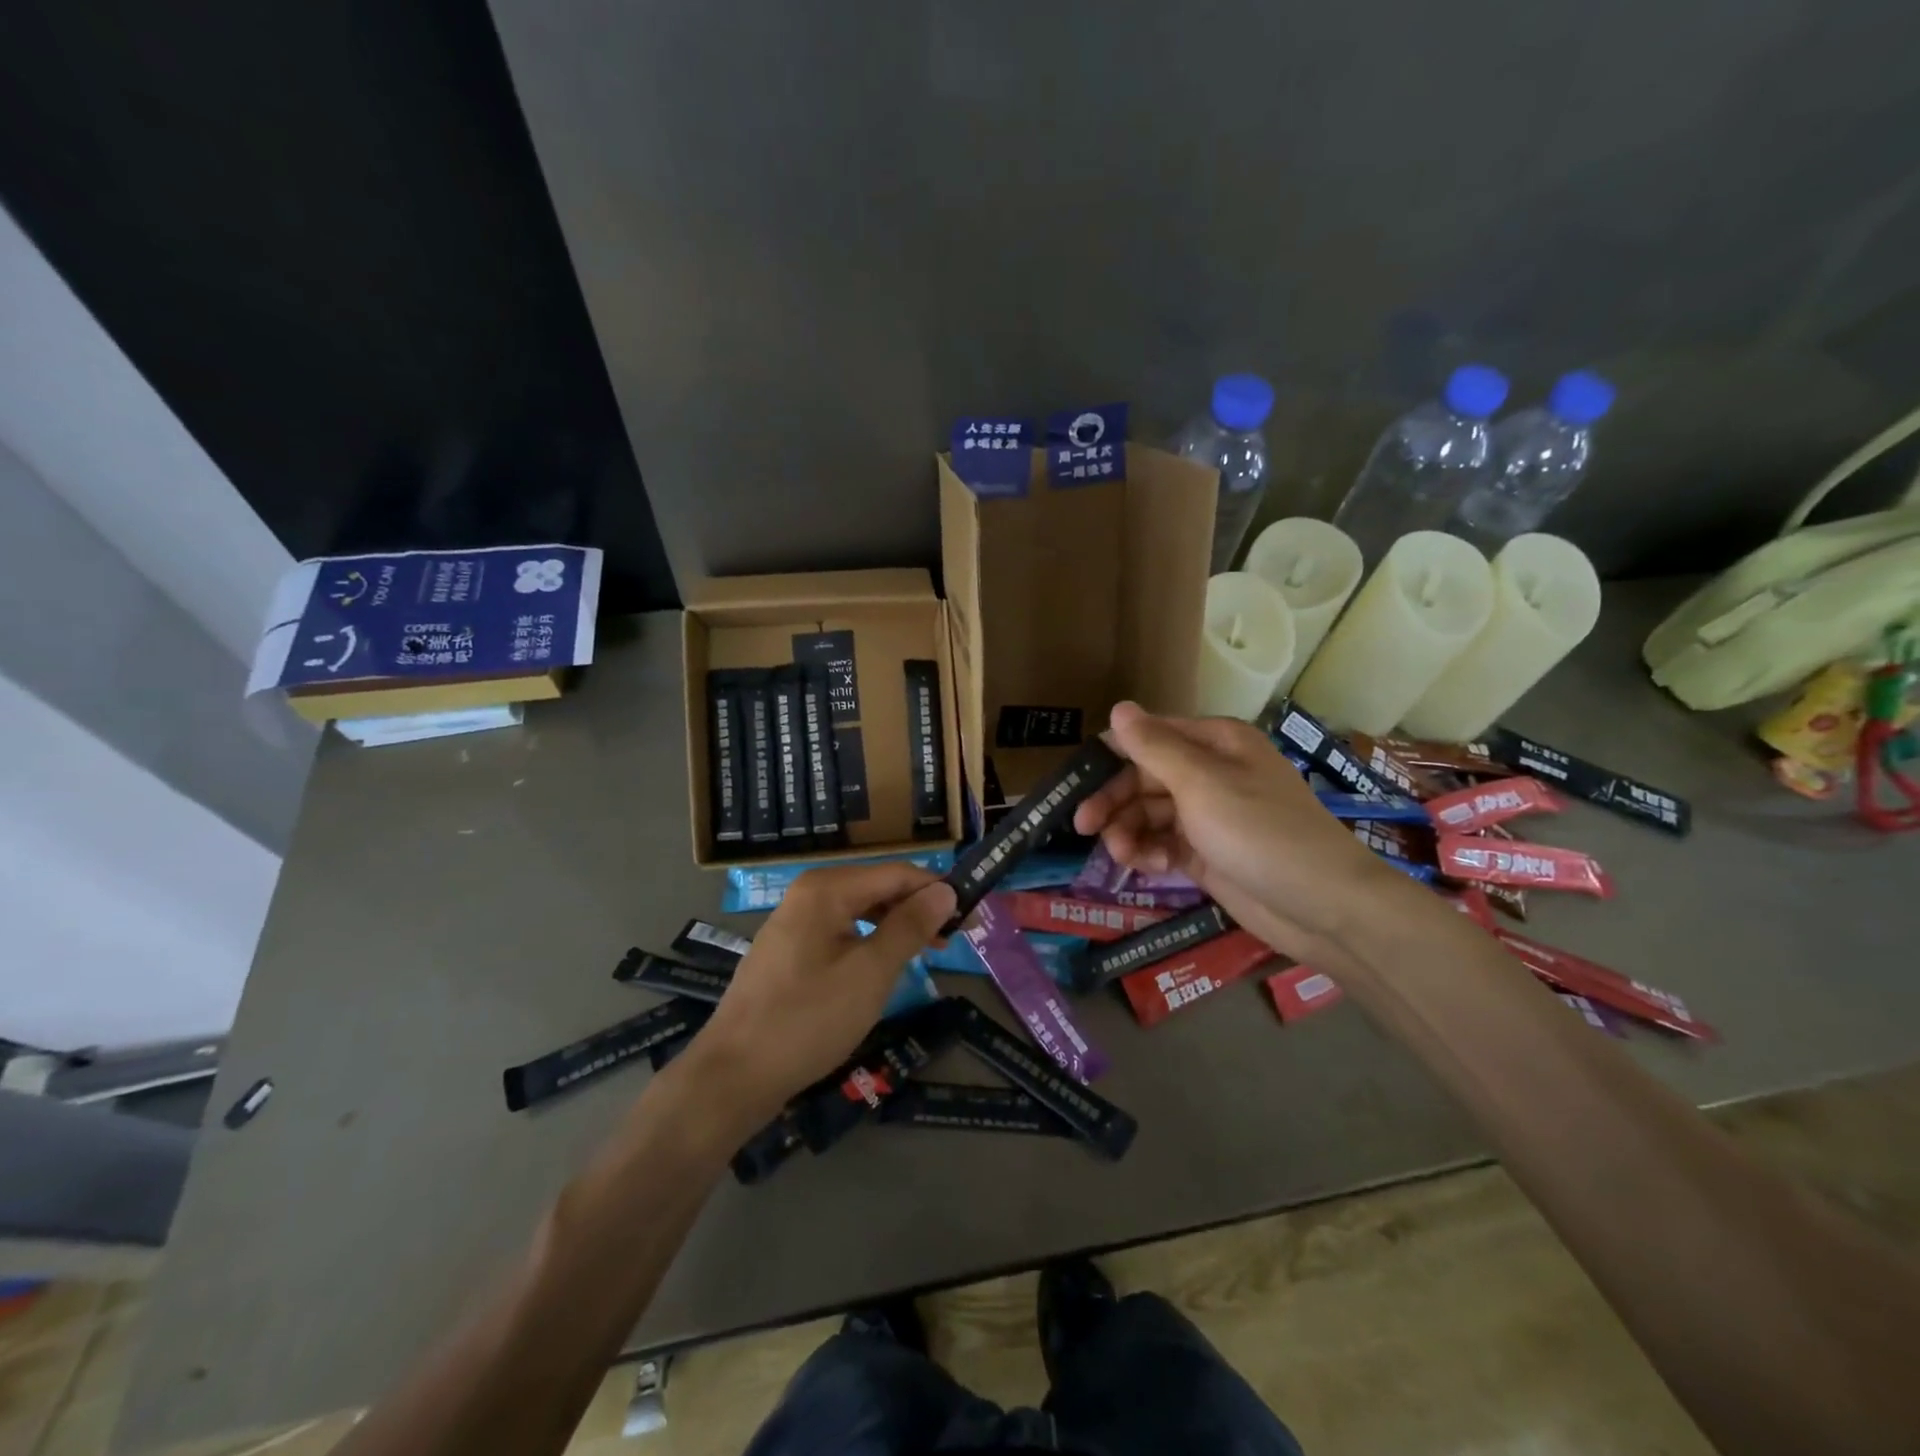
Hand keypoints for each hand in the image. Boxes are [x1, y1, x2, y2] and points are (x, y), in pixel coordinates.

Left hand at [682, 864, 954, 1123]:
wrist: (733, 1075)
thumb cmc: (808, 1020)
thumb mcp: (870, 973)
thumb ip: (909, 927)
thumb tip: (945, 891)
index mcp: (826, 889)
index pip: (897, 874)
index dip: (938, 891)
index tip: (972, 916)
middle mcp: (808, 893)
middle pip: (877, 888)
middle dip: (918, 908)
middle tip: (955, 939)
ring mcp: (794, 921)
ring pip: (859, 911)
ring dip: (896, 926)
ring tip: (927, 951)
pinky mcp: (788, 949)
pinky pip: (840, 931)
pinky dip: (869, 942)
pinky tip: (884, 965)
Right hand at [1073, 702, 1398, 959]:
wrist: (1320, 905)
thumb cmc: (1259, 831)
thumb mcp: (1201, 783)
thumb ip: (1155, 747)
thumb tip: (1119, 707)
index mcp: (1215, 743)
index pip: (1149, 736)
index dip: (1112, 755)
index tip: (1076, 780)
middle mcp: (1210, 773)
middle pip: (1144, 777)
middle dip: (1114, 800)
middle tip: (1084, 826)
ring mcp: (1208, 815)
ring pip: (1149, 813)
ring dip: (1129, 831)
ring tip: (1123, 855)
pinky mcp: (1206, 853)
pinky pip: (1163, 843)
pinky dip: (1150, 853)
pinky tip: (1150, 867)